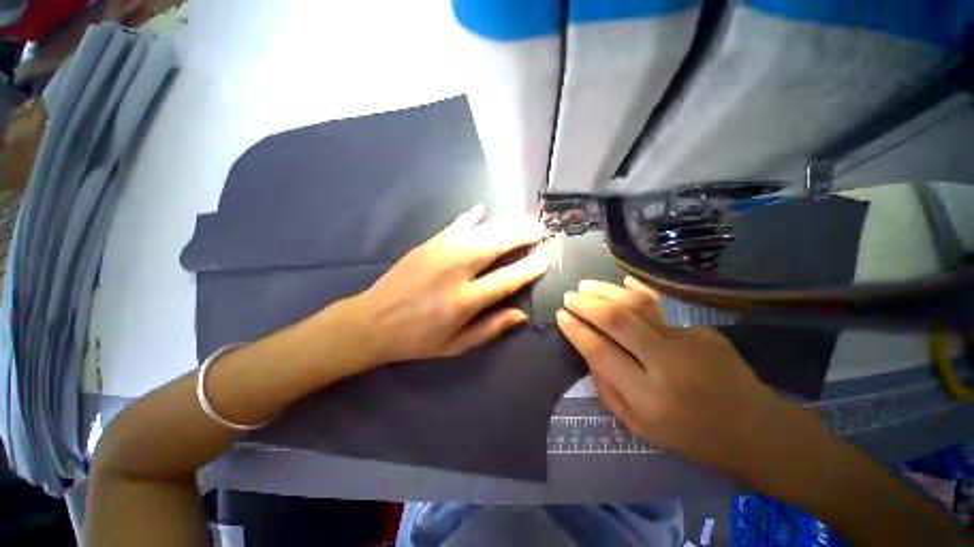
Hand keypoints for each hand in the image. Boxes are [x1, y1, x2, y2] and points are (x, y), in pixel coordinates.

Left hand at [348, 204, 551, 364]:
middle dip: (522, 235)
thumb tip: (521, 315)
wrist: (372, 322)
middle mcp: (456, 271)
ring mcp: (441, 252)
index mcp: (464, 300)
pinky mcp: (428, 244)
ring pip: (481, 232)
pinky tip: (482, 209)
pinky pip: (455, 225)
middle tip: (540, 229)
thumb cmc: (417, 339)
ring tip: (523, 219)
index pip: (507, 279)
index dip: (529, 268)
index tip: (546, 258)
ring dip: (505, 224)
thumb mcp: (456, 345)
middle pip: (496, 245)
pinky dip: (471, 217)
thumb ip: (490, 329)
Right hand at [556, 277, 804, 478]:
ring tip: (586, 284)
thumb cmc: (692, 437)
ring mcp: (689, 343)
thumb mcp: (640, 427)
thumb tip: (589, 353)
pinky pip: (661, 307)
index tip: (561, 316)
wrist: (757, 430)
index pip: (601, 353)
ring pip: (638, 306)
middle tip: (569, 296)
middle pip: (617, 322)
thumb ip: (608, 391)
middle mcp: (667, 365)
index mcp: (648, 397)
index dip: (577, 331)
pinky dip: (637, 292)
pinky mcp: (702, 330)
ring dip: (606, 291)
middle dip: (587, 305)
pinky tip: (623, 281)